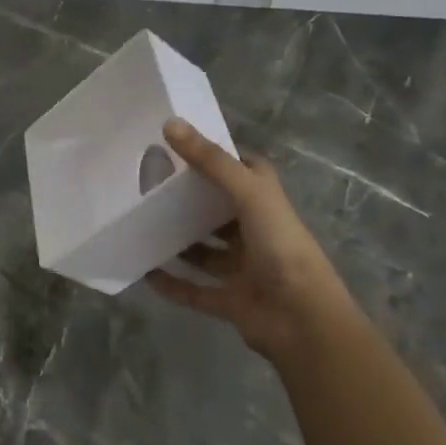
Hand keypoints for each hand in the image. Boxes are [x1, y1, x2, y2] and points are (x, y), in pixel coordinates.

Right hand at [146, 117, 359, 362]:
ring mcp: (244, 269)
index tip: (177, 146)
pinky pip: (195, 290)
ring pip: (206, 252)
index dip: (216, 158)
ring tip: (142, 227)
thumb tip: (170, 123)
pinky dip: (172, 284)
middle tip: (148, 186)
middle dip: (189, 201)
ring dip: (179, 242)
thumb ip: (211, 161)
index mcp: (267, 204)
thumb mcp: (249, 194)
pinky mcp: (230, 301)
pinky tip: (145, 272)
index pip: (243, 171)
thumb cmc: (281, 247)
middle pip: (218, 211)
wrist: (303, 321)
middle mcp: (256, 233)